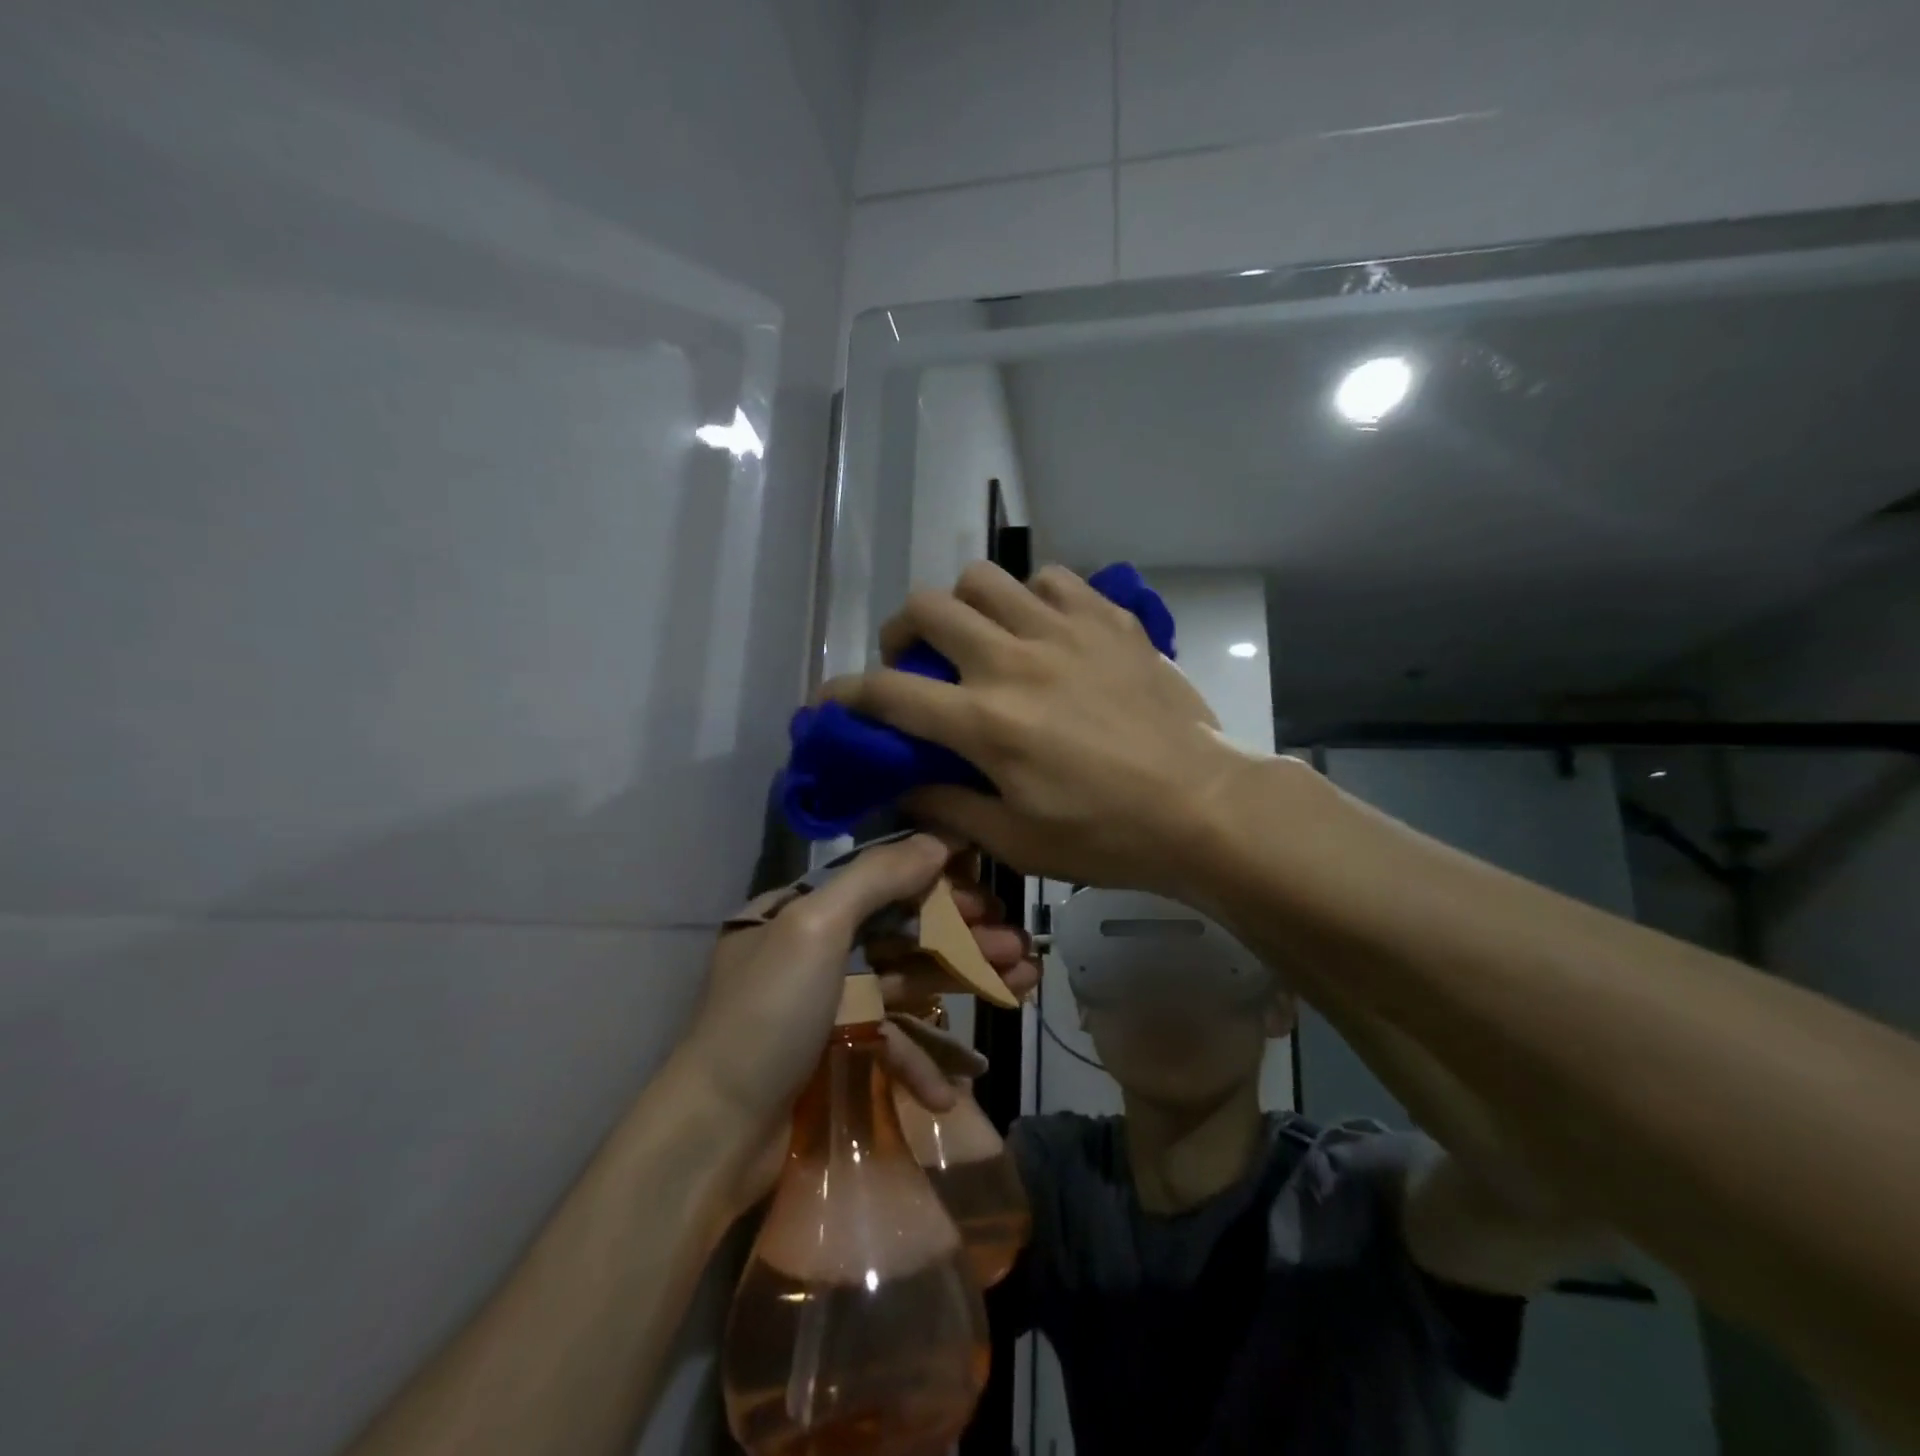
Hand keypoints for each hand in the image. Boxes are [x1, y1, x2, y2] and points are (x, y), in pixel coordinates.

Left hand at [677, 834, 1037, 1211]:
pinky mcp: (834, 1050)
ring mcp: (826, 1002)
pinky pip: (887, 1041)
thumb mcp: (815, 928)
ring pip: (907, 982)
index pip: (882, 879)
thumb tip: (939, 839)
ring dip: (960, 987)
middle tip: (1019, 948)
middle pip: (903, 931)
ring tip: (1020, 988)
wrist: (714, 1137)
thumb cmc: (767, 1016)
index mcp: (803, 908)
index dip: (938, 882)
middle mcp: (815, 947)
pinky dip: (918, 1059)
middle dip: (963, 938)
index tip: (988, 892)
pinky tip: (951, 1090)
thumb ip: (877, 878)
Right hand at [822, 562, 1247, 893]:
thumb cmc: (1107, 836)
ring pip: (982, 578)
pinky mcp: (1108, 619)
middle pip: (925, 608)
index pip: (888, 693)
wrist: (1203, 807)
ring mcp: (1063, 631)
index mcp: (985, 722)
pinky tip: (1042, 631)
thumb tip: (902, 787)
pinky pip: (1050, 579)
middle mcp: (1013, 661)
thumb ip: (948, 808)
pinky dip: (1030, 598)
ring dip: (963, 606)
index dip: (844, 695)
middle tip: (915, 664)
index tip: (829, 704)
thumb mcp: (1017, 842)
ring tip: (978, 639)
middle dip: (900, 633)